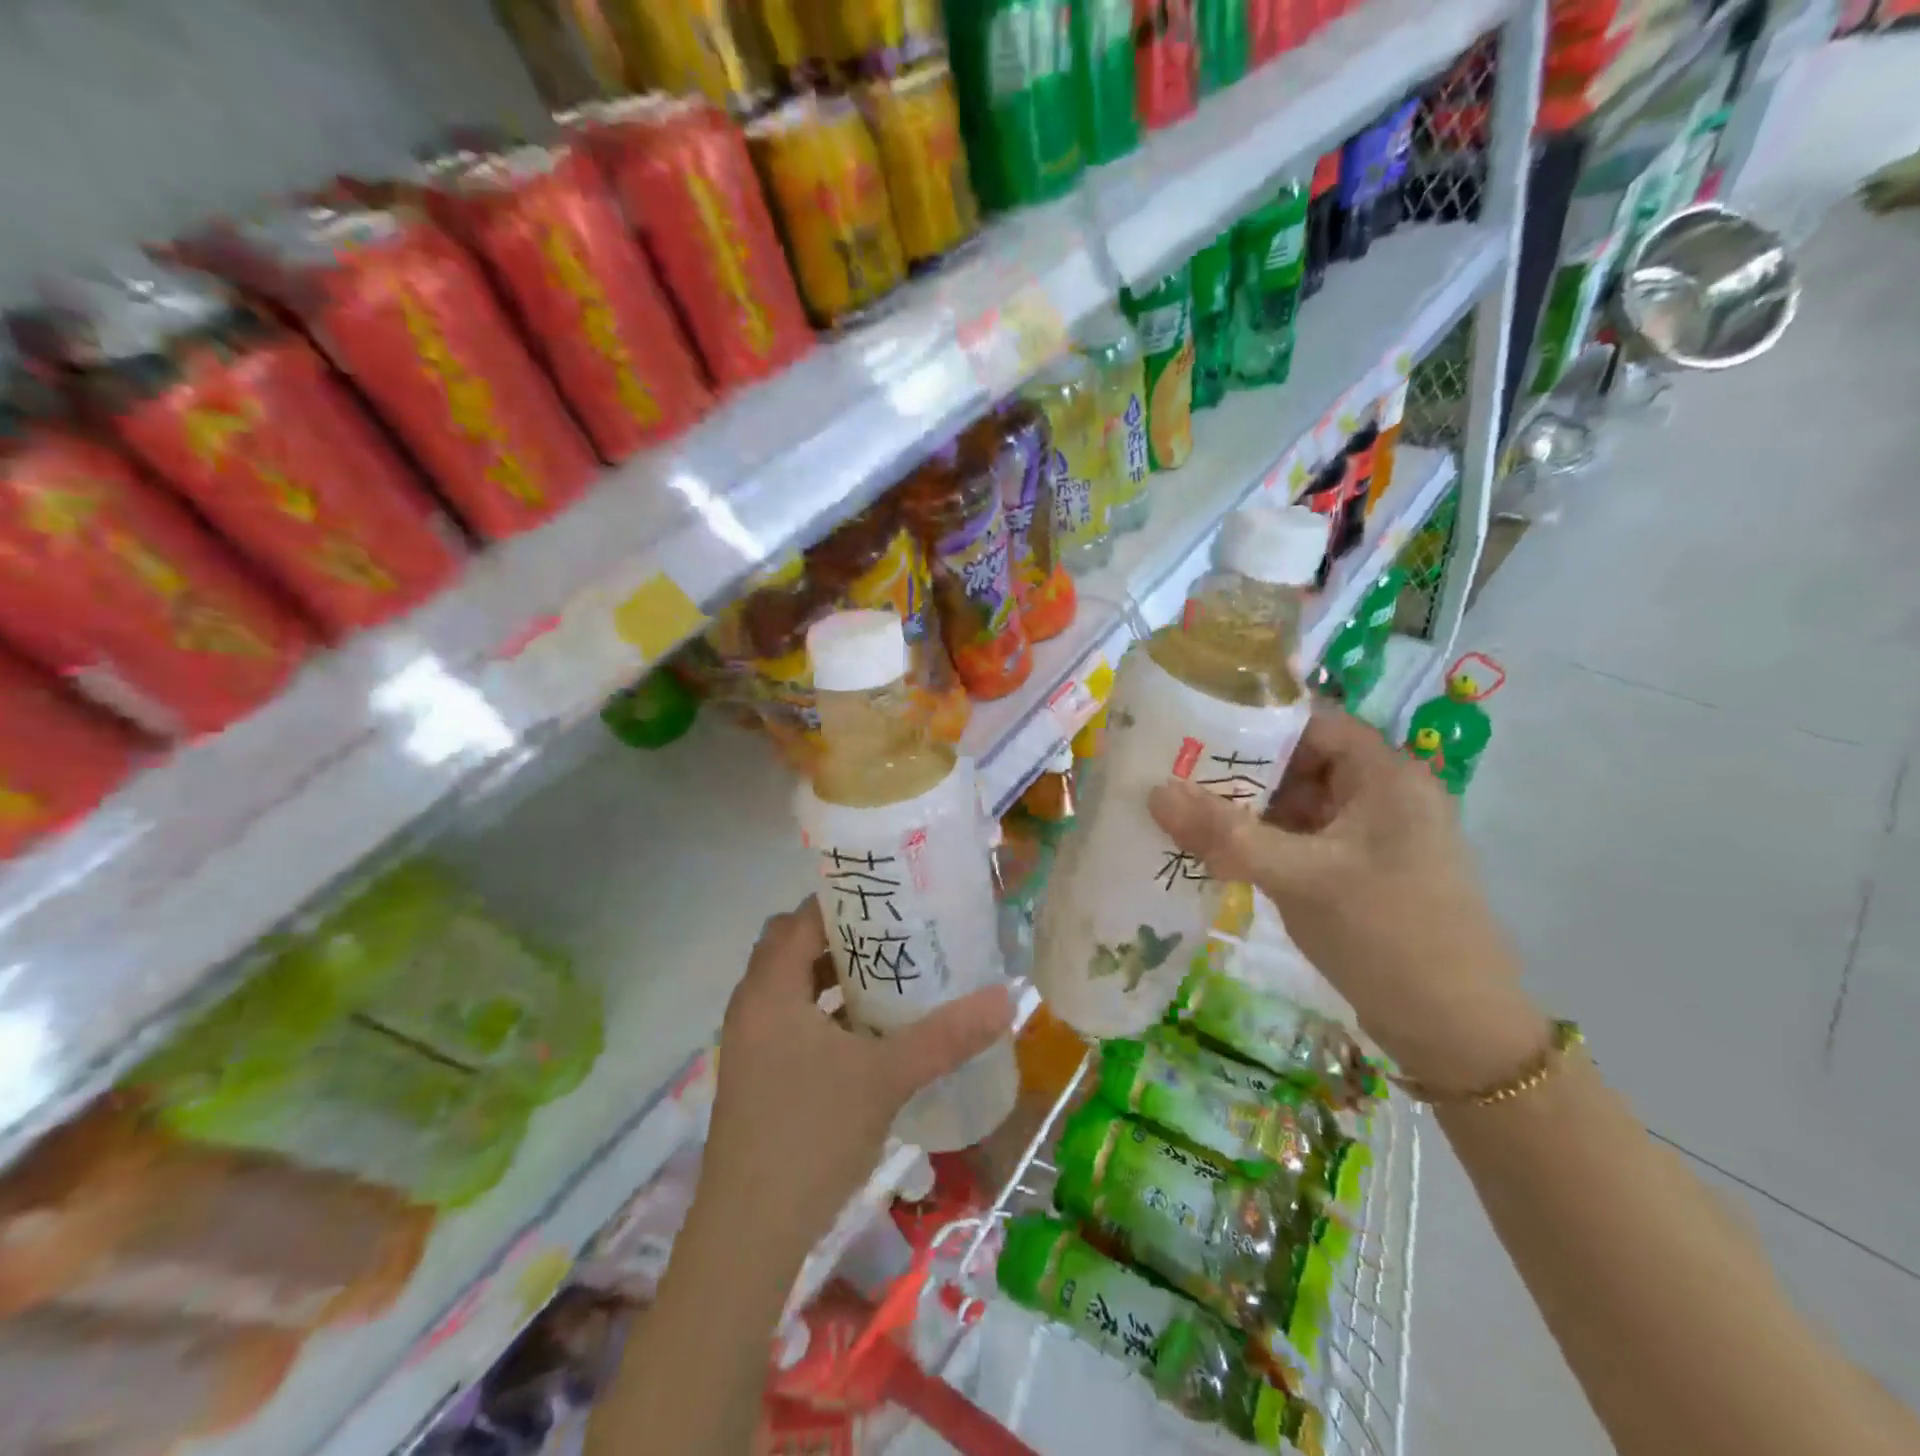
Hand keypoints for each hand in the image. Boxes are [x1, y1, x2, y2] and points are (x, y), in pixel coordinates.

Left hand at [698, 900, 1013, 1261]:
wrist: (748, 1236)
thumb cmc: (811, 1136)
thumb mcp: (886, 1078)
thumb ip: (947, 1036)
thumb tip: (1009, 997)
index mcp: (770, 990)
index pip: (802, 918)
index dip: (845, 902)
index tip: (892, 900)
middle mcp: (752, 1007)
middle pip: (795, 947)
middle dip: (844, 938)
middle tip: (897, 937)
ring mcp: (750, 1045)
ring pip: (794, 987)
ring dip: (836, 978)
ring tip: (892, 977)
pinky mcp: (757, 1076)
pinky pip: (793, 1022)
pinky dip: (826, 1014)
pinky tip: (870, 1036)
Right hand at [1149, 705, 1546, 1093]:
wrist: (1457, 1034)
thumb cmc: (1389, 936)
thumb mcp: (1301, 878)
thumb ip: (1226, 835)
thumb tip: (1154, 793)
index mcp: (1384, 775)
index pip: (1310, 720)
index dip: (1251, 716)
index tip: (1189, 722)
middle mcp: (1379, 794)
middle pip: (1296, 761)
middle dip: (1235, 767)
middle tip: (1169, 768)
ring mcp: (1367, 836)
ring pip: (1293, 804)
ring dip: (1242, 807)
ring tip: (1178, 806)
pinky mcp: (1354, 872)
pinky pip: (1297, 839)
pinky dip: (1258, 841)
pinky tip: (1212, 849)